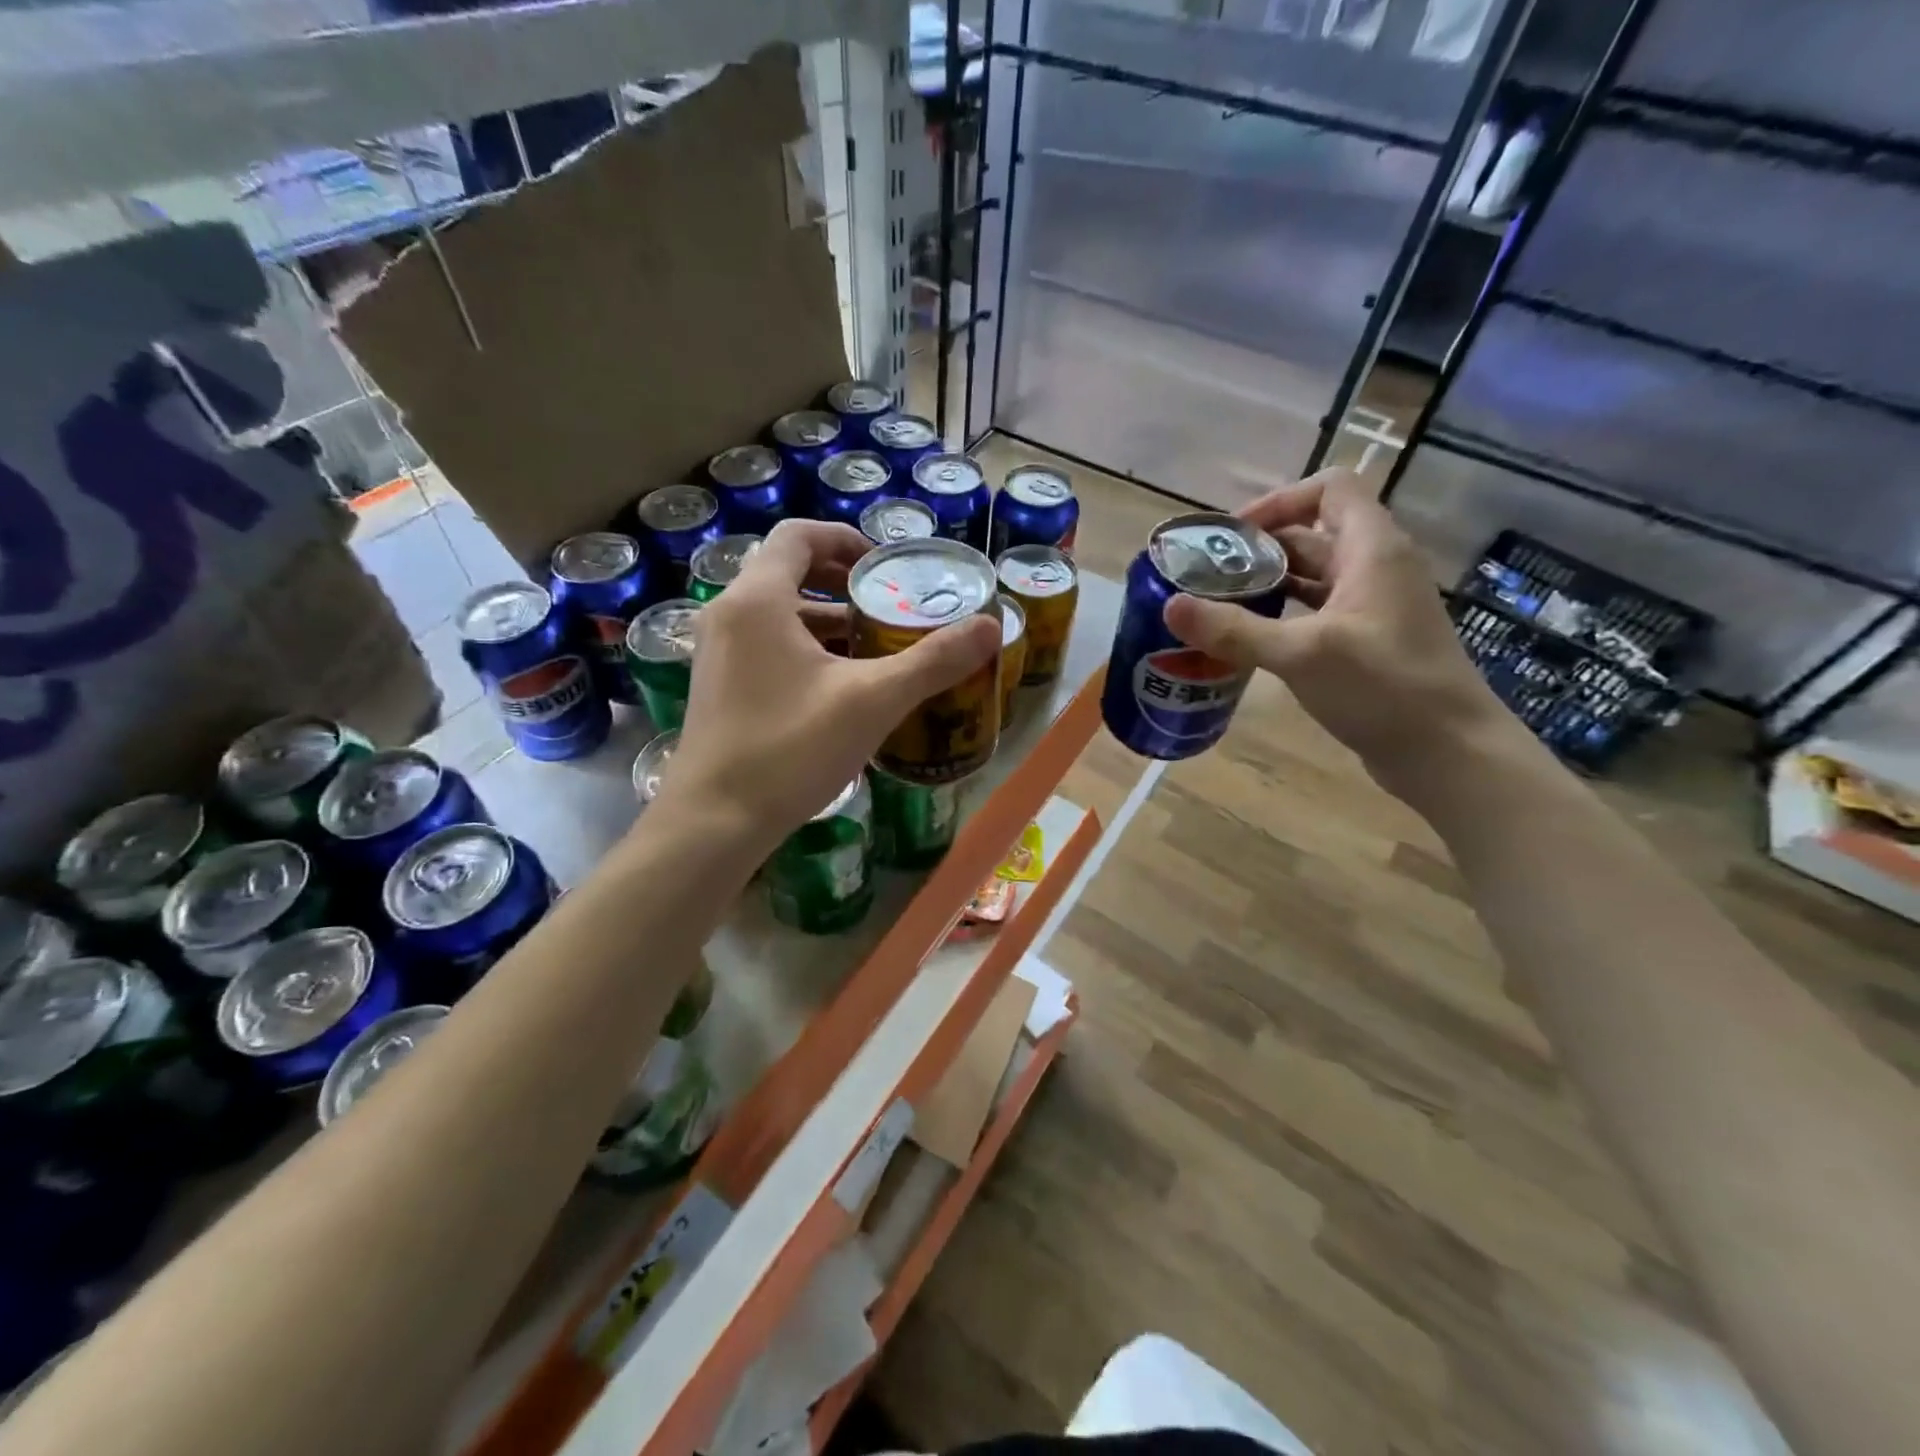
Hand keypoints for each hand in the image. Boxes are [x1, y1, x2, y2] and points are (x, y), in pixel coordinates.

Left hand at [657, 519, 1000, 843]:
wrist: (714, 821)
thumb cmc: (791, 749)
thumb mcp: (873, 701)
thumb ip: (933, 660)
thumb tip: (990, 627)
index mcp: (758, 600)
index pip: (800, 535)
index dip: (847, 539)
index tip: (886, 568)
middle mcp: (729, 614)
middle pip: (789, 572)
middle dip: (843, 585)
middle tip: (888, 608)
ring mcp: (717, 652)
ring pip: (778, 614)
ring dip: (826, 622)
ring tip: (875, 649)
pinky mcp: (718, 686)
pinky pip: (766, 646)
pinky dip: (805, 650)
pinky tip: (841, 688)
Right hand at [1163, 471, 1519, 794]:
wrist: (1448, 751)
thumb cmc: (1384, 688)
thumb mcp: (1301, 655)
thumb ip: (1234, 629)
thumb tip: (1171, 605)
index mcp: (1372, 549)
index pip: (1330, 487)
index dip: (1280, 501)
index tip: (1234, 536)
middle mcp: (1376, 567)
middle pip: (1313, 533)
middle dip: (1259, 549)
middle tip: (1208, 576)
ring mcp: (1373, 606)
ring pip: (1313, 577)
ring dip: (1268, 584)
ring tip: (1217, 606)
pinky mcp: (1367, 641)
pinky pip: (1317, 612)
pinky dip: (1282, 616)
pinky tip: (1250, 640)